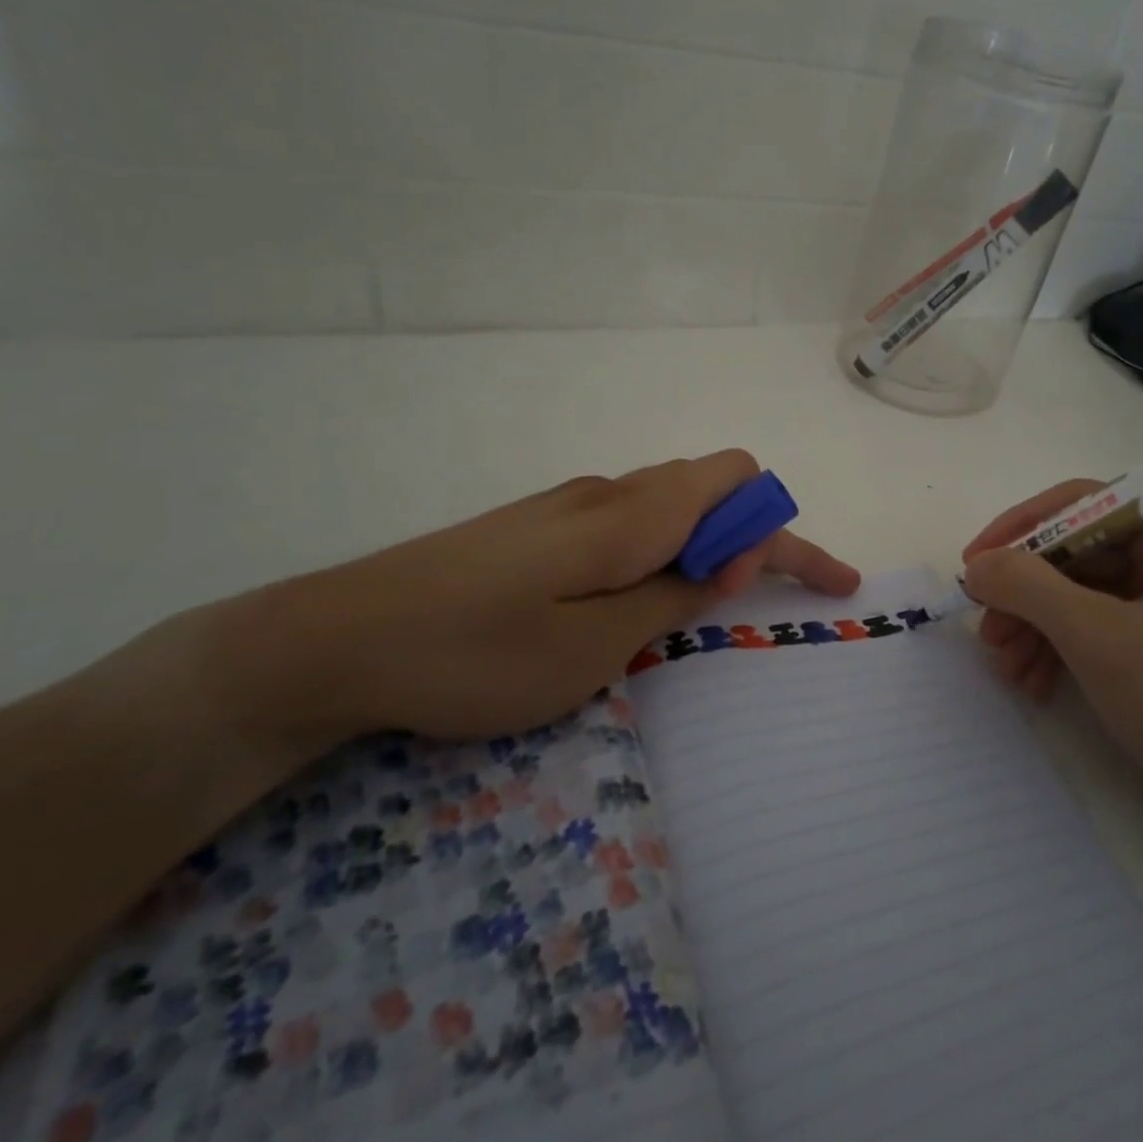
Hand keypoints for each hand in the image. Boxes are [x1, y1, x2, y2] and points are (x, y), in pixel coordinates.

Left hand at [224, 450, 859, 750]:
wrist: (336, 639)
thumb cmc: (475, 654)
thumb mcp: (592, 647)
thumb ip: (670, 599)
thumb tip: (725, 566)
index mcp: (631, 514)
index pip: (740, 489)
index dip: (785, 533)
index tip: (806, 588)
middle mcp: (607, 493)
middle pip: (711, 487)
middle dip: (752, 537)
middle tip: (746, 601)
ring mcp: (568, 505)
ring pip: (669, 505)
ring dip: (703, 546)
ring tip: (693, 607)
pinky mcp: (539, 526)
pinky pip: (629, 522)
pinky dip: (660, 553)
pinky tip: (630, 600)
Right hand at [961, 486, 1142, 837]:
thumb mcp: (1097, 636)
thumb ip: (1028, 586)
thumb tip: (977, 564)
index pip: (1082, 504)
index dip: (1020, 528)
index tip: (974, 563)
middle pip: (1074, 554)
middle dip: (1024, 594)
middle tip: (986, 630)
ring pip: (1077, 596)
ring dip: (1033, 627)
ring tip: (1005, 668)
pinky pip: (1092, 631)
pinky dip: (1057, 652)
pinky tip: (1033, 684)